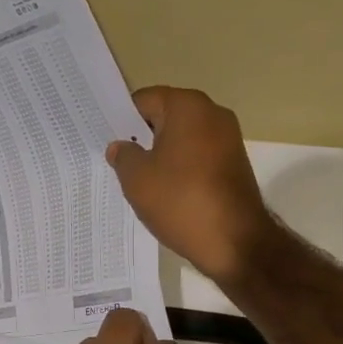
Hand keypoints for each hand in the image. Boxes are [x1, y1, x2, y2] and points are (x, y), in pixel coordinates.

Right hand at [106, 86, 272, 285]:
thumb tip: (121, 147)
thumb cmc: (181, 201)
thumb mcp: (137, 179)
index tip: (107, 141)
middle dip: (142, 138)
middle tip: (118, 163)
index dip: (122, 120)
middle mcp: (213, 114)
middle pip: (165, 118)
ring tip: (140, 182)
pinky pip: (198, 158)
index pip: (144, 101)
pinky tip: (166, 193)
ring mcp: (228, 139)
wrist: (236, 242)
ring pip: (182, 140)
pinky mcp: (235, 164)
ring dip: (161, 156)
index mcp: (188, 106)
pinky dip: (181, 170)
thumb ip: (123, 156)